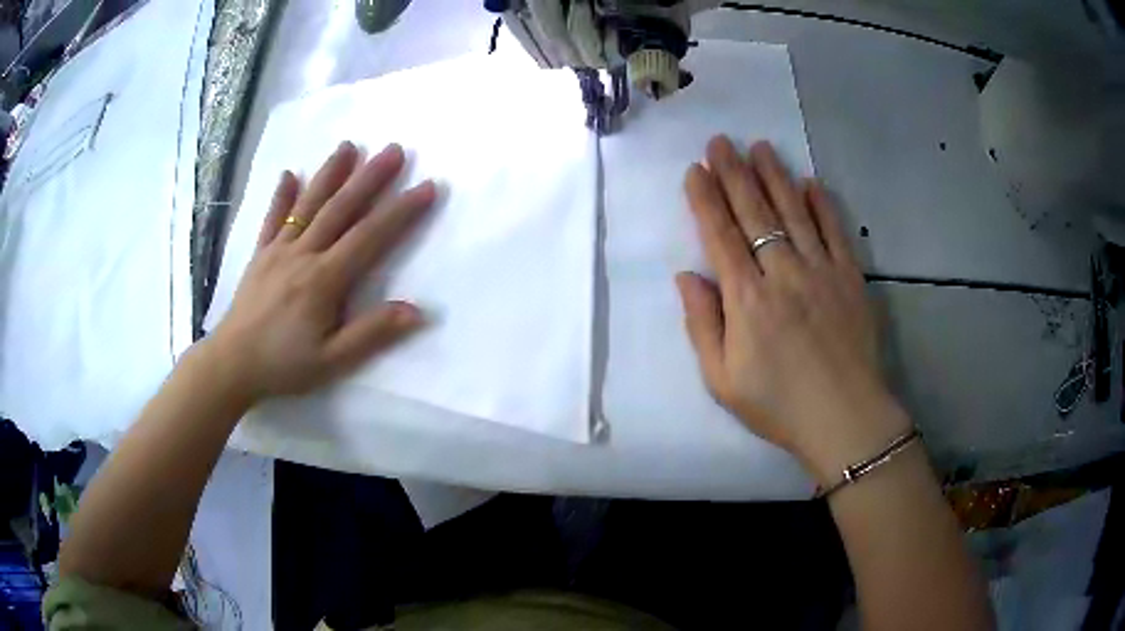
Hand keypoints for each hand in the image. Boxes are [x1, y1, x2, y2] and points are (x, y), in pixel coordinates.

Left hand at [206, 141, 435, 400]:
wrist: (231, 365)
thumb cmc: (283, 365)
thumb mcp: (332, 361)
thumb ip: (372, 334)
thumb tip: (417, 311)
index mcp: (324, 279)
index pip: (369, 237)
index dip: (401, 211)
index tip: (427, 186)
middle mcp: (303, 254)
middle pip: (341, 209)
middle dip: (370, 177)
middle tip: (395, 149)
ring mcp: (278, 250)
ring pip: (308, 205)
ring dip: (330, 174)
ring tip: (348, 146)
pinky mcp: (260, 255)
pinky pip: (272, 219)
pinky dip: (281, 196)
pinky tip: (289, 174)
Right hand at [677, 137, 908, 483]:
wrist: (844, 419)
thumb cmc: (778, 405)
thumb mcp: (722, 380)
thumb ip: (702, 325)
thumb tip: (686, 276)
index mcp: (746, 300)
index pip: (720, 236)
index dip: (705, 200)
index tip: (694, 170)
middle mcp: (782, 273)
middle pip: (754, 214)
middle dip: (734, 174)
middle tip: (720, 141)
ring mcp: (820, 271)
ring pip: (794, 213)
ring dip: (774, 176)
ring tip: (760, 147)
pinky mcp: (850, 278)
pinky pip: (835, 232)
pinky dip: (822, 205)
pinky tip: (810, 182)